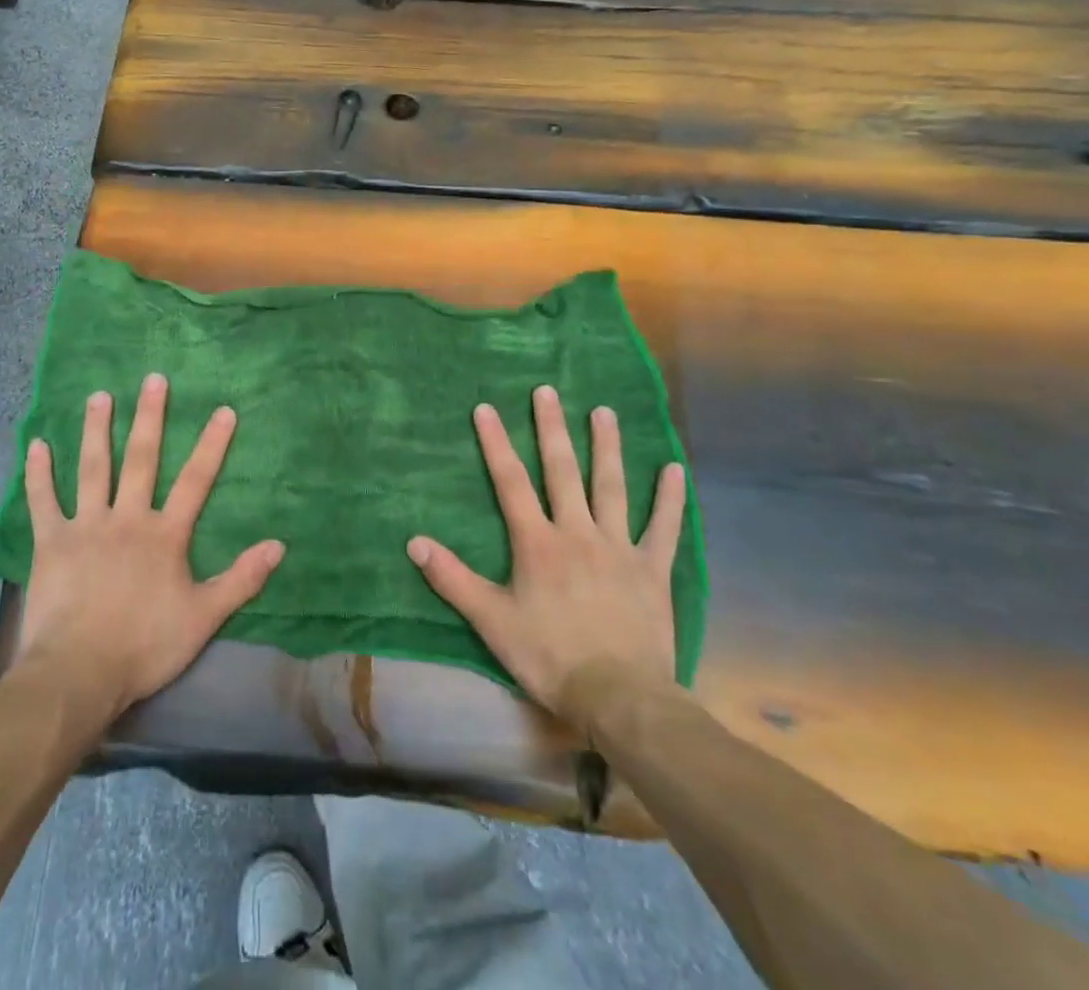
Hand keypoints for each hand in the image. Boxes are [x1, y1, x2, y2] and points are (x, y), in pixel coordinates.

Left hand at [16, 374, 284, 721]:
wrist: (79, 673)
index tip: (223, 410)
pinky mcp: (51, 542)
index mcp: (164, 535)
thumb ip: (241, 579)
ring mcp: (86, 526)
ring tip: (100, 396)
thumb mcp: (204, 617)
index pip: (196, 481)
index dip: (212, 445)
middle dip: (150, 417)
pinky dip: (38, 473)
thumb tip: (279, 545)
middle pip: (141, 460)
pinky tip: (36, 445)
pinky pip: (44, 501)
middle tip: (153, 379)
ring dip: (97, 430)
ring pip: (93, 468)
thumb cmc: (145, 645)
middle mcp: (127, 518)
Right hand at [407, 386, 686, 716]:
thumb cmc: (549, 657)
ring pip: (611, 487)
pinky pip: (663, 528)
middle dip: (552, 428)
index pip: (510, 482)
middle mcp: (577, 533)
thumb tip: (413, 542)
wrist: (620, 698)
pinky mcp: (652, 570)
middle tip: (547, 391)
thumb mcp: (491, 621)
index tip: (487, 408)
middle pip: (562, 471)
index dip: (496, 443)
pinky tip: (674, 469)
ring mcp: (619, 548)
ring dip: (606, 447)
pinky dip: (669, 498)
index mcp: (538, 543)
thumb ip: (452, 579)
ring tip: (603, 411)